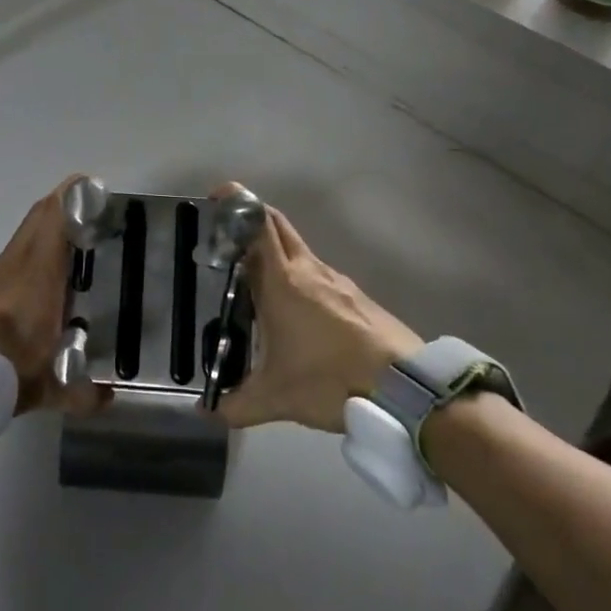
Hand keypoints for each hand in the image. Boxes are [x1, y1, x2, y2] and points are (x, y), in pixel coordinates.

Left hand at [0, 177, 108, 415]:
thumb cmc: (1, 363)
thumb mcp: (46, 384)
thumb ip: (80, 391)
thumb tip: (110, 399)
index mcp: (40, 270)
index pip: (57, 217)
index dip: (74, 197)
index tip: (94, 186)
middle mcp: (18, 261)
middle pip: (40, 216)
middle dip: (64, 205)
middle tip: (89, 210)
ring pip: (25, 236)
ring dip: (47, 230)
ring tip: (73, 245)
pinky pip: (14, 258)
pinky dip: (31, 256)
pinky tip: (42, 283)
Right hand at [212, 192, 422, 432]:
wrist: (405, 388)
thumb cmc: (331, 379)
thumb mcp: (277, 398)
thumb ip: (237, 405)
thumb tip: (205, 413)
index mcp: (282, 281)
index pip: (257, 225)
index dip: (237, 204)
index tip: (218, 198)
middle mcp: (308, 269)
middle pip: (277, 224)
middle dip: (252, 217)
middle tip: (229, 232)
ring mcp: (336, 280)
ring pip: (298, 248)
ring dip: (275, 250)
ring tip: (255, 277)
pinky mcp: (356, 296)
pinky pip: (318, 272)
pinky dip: (298, 274)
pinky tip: (295, 309)